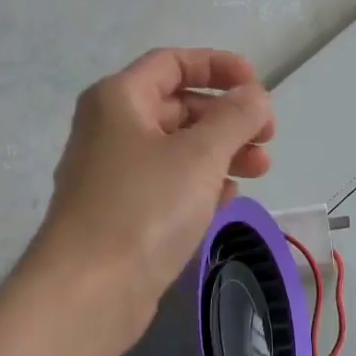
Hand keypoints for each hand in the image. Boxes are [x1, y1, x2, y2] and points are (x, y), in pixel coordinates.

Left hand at [28, 48, 273, 343]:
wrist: (88, 292)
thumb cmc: (145, 208)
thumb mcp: (201, 154)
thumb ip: (236, 116)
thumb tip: (254, 97)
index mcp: (119, 99)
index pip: (173, 62)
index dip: (219, 66)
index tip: (258, 87)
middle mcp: (111, 129)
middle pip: (179, 105)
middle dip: (227, 117)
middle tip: (267, 137)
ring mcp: (114, 174)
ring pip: (178, 148)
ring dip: (222, 151)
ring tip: (260, 169)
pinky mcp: (122, 213)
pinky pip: (169, 184)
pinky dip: (200, 183)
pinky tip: (227, 199)